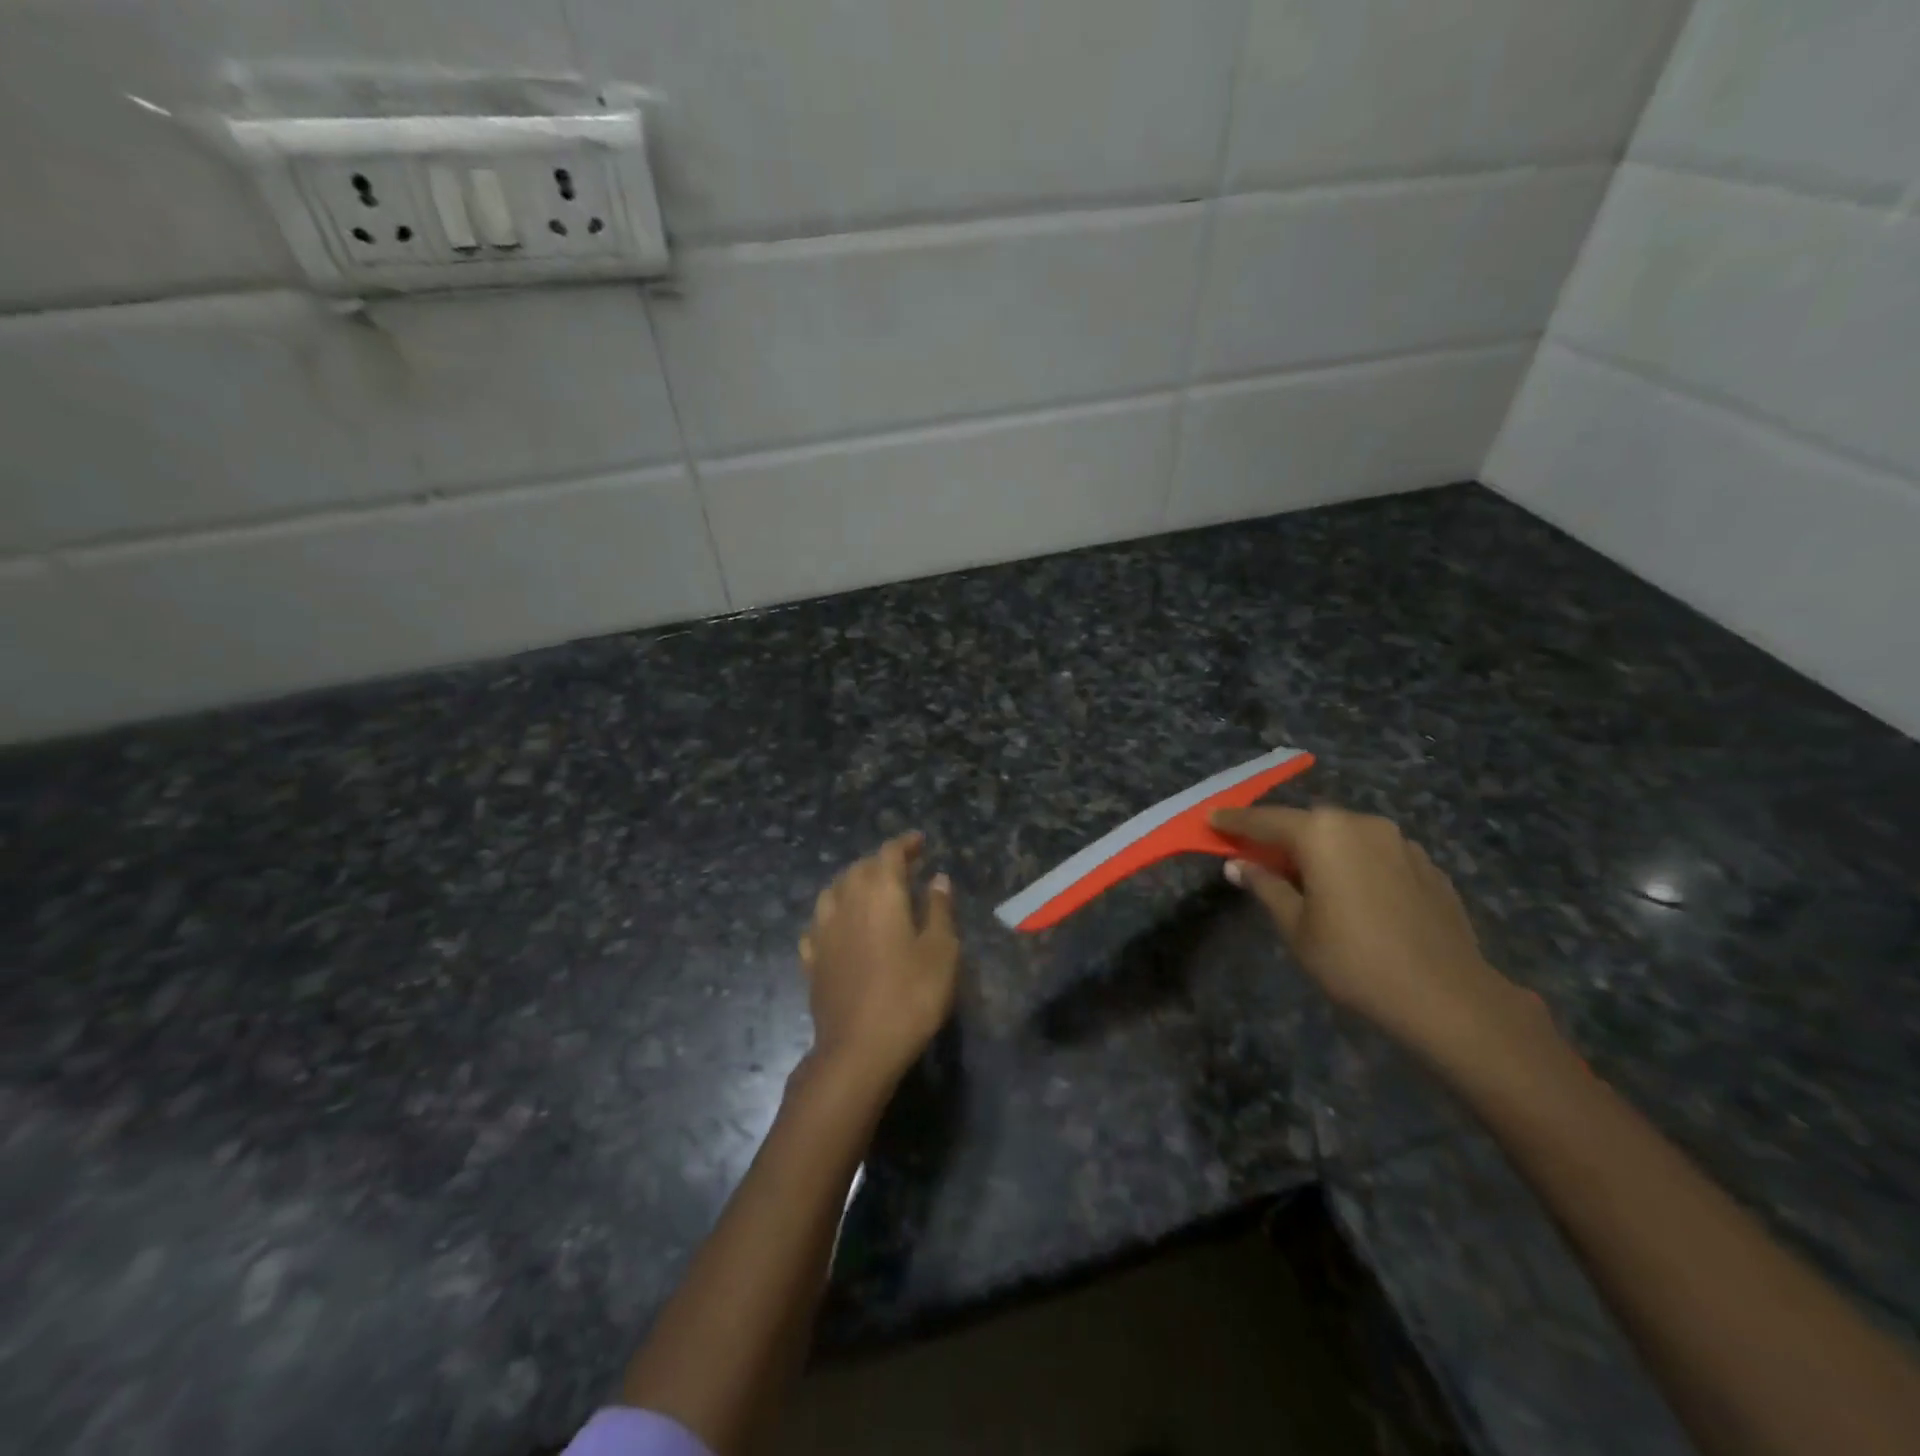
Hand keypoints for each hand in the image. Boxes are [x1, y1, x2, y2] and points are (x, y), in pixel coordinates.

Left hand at [798, 831, 959, 1086]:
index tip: (920, 841)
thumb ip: (939, 910)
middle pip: (859, 868)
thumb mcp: (941, 951)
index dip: (904, 844)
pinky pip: (819, 924)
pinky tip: (839, 927)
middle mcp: (846, 902)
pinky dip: (833, 915)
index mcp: (880, 893)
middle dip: (881, 862)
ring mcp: (823, 931)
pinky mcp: (812, 959)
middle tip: (903, 867)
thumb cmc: (910, 995)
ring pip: (834, 891)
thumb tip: (937, 878)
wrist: (858, 1048)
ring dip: (853, 883)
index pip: (889, 853)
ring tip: (870, 891)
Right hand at [1211, 805, 1540, 1066]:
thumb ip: (1265, 887)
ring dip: (1320, 849)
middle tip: (1257, 853)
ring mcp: (1399, 841)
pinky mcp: (1427, 864)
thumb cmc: (1355, 961)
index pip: (1265, 820)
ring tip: (1305, 876)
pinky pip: (1375, 852)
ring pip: (1344, 835)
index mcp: (1323, 834)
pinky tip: (1352, 892)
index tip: (1212, 820)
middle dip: (1280, 835)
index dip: (1235, 821)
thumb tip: (1238, 865)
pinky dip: (1354, 862)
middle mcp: (1361, 823)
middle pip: (1308, 823)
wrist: (1447, 997)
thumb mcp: (1296, 928)